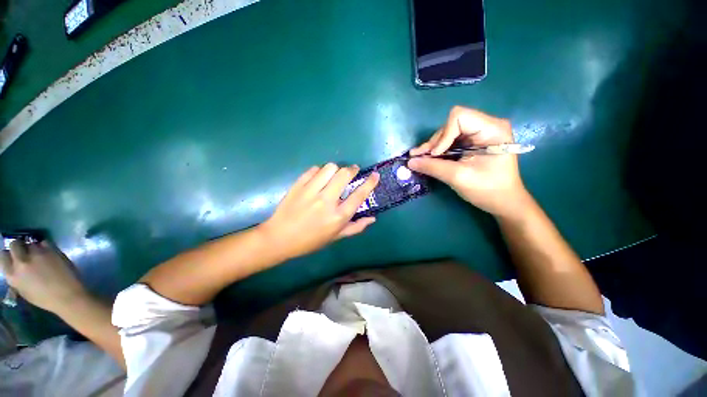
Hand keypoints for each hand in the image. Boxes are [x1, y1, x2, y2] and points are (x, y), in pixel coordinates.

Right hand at [0, 240, 87, 313]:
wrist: (66, 296)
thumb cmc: (45, 298)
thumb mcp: (23, 290)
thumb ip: (17, 276)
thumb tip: (15, 266)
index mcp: (12, 275)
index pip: (2, 256)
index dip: (8, 254)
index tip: (12, 256)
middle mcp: (21, 262)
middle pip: (15, 244)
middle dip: (19, 246)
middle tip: (25, 252)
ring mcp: (36, 254)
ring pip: (30, 243)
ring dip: (33, 248)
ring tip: (39, 256)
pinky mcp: (51, 250)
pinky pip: (44, 242)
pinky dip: (45, 247)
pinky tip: (49, 254)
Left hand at [260, 164, 379, 259]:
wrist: (280, 238)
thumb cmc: (310, 241)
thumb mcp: (335, 237)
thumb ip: (356, 227)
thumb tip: (372, 219)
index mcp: (338, 216)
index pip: (359, 195)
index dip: (370, 182)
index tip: (375, 175)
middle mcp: (326, 201)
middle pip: (344, 174)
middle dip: (352, 169)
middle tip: (352, 171)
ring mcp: (311, 191)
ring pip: (329, 168)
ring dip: (335, 169)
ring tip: (334, 175)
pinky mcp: (298, 185)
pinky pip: (313, 170)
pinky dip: (319, 171)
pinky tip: (319, 178)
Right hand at [408, 106, 530, 218]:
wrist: (503, 202)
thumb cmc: (488, 190)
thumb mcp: (458, 178)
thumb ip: (433, 167)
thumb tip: (410, 162)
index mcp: (492, 129)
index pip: (459, 117)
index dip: (443, 135)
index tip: (435, 155)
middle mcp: (487, 125)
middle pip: (452, 124)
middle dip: (435, 142)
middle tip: (420, 158)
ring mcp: (480, 133)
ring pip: (449, 132)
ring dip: (434, 146)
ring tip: (421, 158)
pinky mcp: (474, 142)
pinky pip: (451, 140)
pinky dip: (439, 150)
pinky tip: (430, 158)